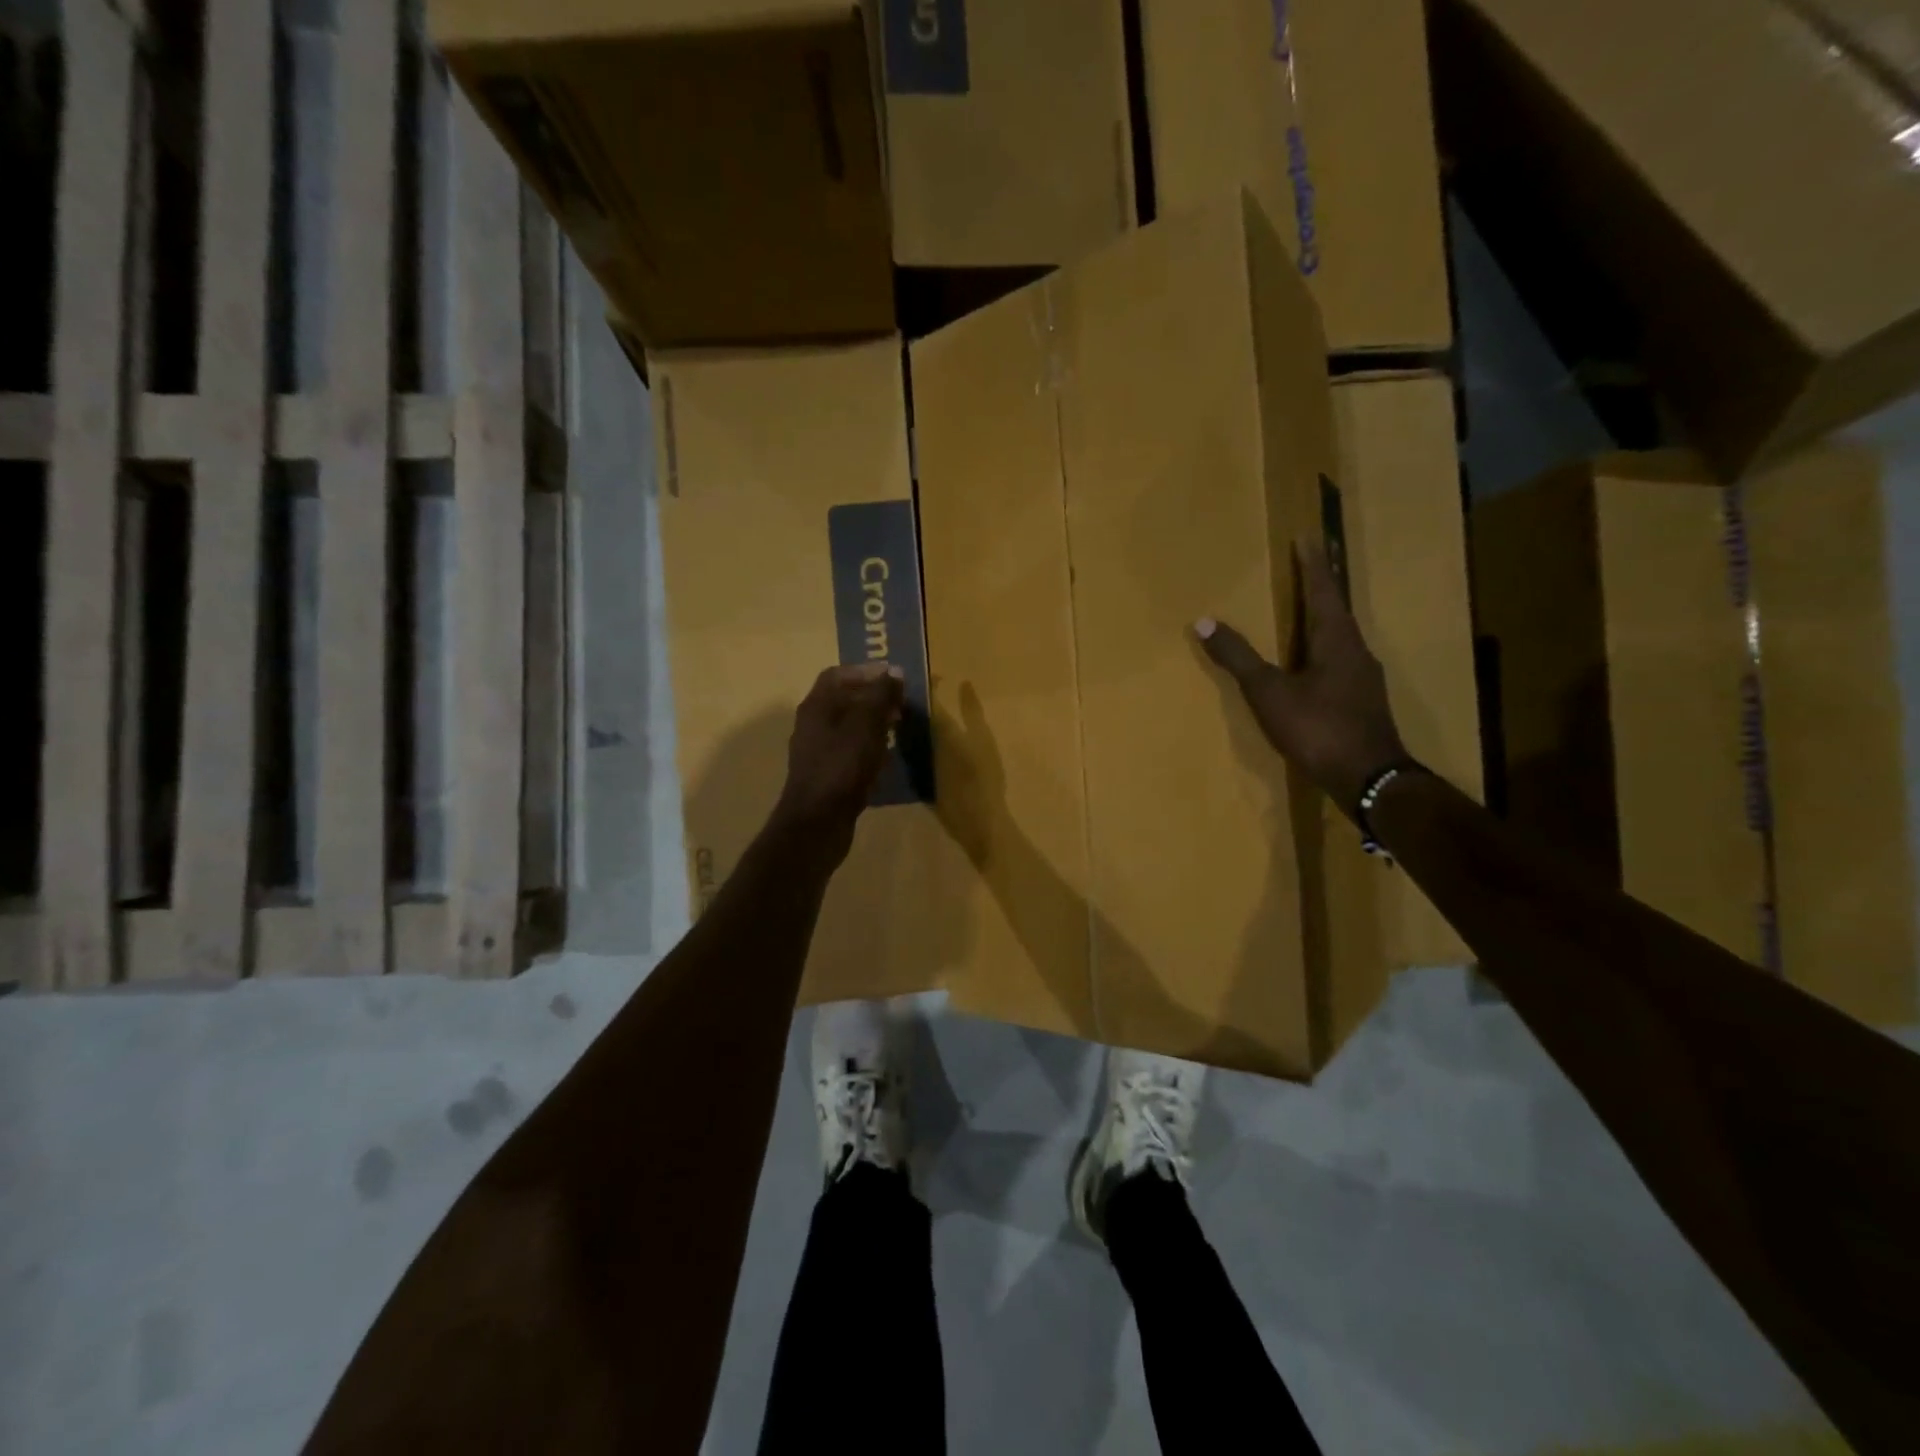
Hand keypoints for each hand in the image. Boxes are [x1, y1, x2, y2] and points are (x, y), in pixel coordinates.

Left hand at [768, 663, 905, 862]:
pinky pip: (849, 751)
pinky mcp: (826, 775)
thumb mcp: (866, 726)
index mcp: (816, 706)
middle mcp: (812, 724)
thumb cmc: (842, 767)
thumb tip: (894, 672)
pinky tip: (886, 757)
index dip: (866, 671)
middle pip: (843, 700)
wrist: (817, 822)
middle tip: (901, 704)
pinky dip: (868, 747)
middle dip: (873, 698)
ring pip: (847, 726)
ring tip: (899, 728)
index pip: (837, 675)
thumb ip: (880, 696)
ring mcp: (817, 751)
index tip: (893, 678)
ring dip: (873, 723)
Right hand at [1195, 540, 1407, 814]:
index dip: (1313, 565)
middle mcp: (1356, 652)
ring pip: (1342, 636)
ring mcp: (1363, 679)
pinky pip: (1341, 661)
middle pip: (1337, 609)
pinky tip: (1316, 662)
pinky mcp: (1363, 702)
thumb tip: (1204, 621)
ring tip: (1310, 607)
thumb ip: (1239, 657)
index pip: (1323, 591)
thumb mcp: (1270, 692)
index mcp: (1336, 640)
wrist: (1369, 778)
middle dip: (1322, 586)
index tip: (1309, 537)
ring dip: (1326, 617)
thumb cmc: (1318, 728)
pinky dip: (1325, 648)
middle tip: (1311, 563)